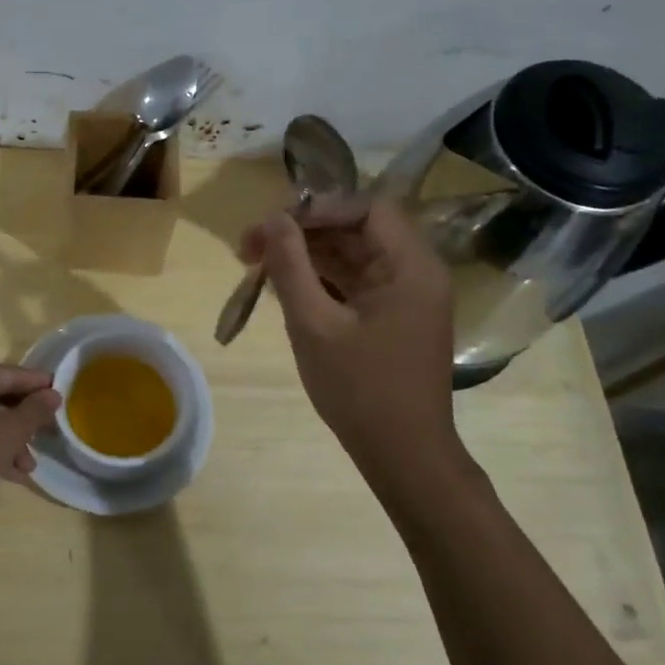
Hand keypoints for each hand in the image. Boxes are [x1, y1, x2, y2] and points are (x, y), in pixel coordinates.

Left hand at [0, 364, 61, 518]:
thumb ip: (33, 412)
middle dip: (24, 417)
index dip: (37, 383)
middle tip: (48, 430)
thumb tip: (53, 394)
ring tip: (30, 465)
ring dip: (10, 441)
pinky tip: (9, 474)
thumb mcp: (6, 433)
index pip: (10, 373)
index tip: (62, 393)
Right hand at [240, 194, 462, 468]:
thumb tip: (271, 219)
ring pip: (351, 257)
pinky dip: (319, 280)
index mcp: (411, 266)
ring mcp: (404, 297)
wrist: (402, 455)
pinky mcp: (391, 318)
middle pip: (356, 230)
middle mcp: (414, 273)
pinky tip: (283, 286)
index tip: (272, 224)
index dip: (317, 208)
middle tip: (250, 246)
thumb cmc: (360, 389)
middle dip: (302, 232)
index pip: (367, 209)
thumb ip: (290, 265)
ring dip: (306, 256)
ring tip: (256, 265)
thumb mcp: (314, 324)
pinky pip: (353, 283)